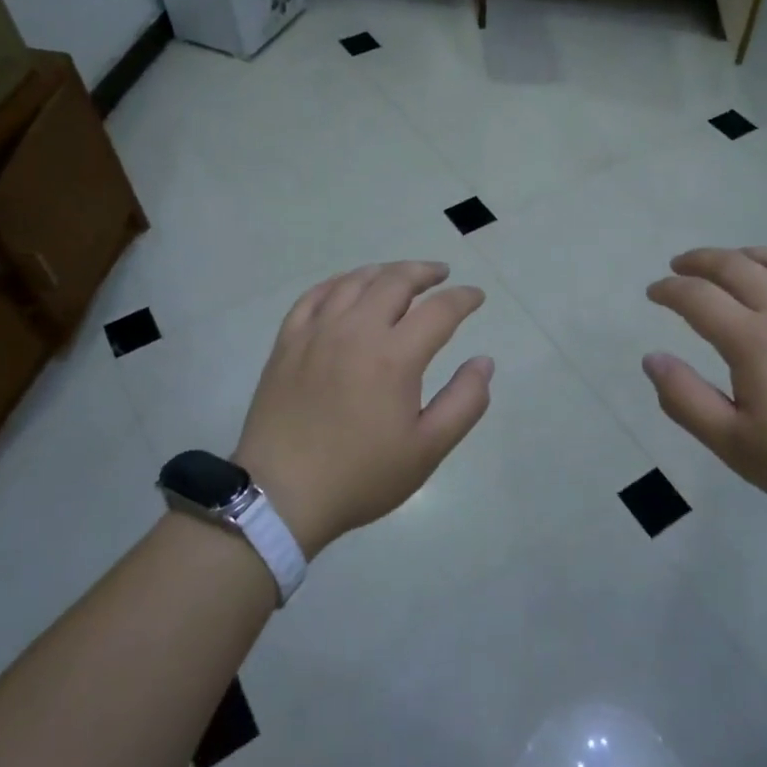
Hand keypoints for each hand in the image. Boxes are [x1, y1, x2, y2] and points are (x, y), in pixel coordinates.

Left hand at [234, 261, 493, 557]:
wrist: (282, 494)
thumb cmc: (361, 475)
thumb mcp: (427, 449)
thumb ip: (465, 402)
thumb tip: (484, 362)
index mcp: (394, 356)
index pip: (439, 309)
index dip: (464, 298)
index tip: (476, 296)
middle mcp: (356, 330)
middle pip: (395, 281)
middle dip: (425, 272)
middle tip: (441, 274)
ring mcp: (317, 332)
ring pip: (355, 281)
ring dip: (384, 271)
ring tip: (400, 275)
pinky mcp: (288, 341)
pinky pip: (315, 295)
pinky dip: (339, 282)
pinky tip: (348, 286)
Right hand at [642, 247, 766, 534]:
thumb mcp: (736, 445)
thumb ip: (686, 399)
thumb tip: (652, 358)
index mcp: (752, 340)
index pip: (697, 297)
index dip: (669, 290)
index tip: (653, 293)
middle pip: (735, 265)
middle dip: (699, 260)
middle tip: (679, 265)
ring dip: (744, 254)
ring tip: (728, 261)